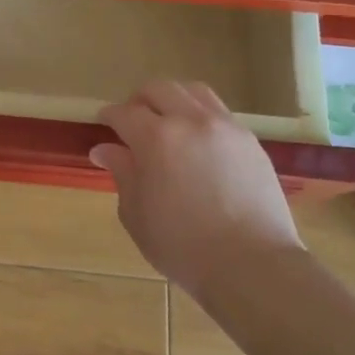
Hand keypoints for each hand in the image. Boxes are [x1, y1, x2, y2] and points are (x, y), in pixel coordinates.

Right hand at [91, 80, 302, 291]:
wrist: (252, 266)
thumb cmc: (183, 246)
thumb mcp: (136, 214)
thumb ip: (122, 173)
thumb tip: (105, 150)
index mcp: (156, 137)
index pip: (124, 112)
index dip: (109, 116)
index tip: (102, 124)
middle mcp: (190, 121)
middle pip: (159, 89)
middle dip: (139, 100)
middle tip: (132, 122)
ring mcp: (225, 127)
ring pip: (193, 92)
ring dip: (173, 100)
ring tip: (168, 123)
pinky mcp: (250, 142)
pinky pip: (219, 113)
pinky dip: (201, 117)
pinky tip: (198, 143)